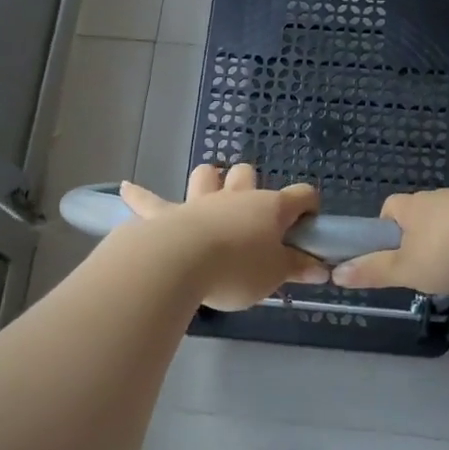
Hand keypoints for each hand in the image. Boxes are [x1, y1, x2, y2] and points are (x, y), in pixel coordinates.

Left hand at [118, 164, 329, 309]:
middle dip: (251, 185)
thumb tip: (321, 268)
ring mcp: (199, 202)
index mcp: (269, 208)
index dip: (308, 206)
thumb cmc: (238, 269)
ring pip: (205, 175)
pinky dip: (140, 195)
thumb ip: (297, 269)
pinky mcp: (166, 214)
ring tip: (210, 191)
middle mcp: (235, 196)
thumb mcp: (275, 275)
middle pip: (246, 174)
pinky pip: (150, 200)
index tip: (309, 224)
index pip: (301, 196)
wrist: (182, 263)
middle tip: (253, 215)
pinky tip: (127, 189)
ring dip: (209, 180)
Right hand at [331, 189, 448, 295]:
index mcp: (411, 207)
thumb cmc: (447, 251)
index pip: (389, 209)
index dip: (385, 229)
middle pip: (420, 214)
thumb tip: (336, 274)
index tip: (390, 253)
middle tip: (423, 266)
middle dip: (419, 236)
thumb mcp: (405, 269)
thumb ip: (373, 272)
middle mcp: (437, 197)